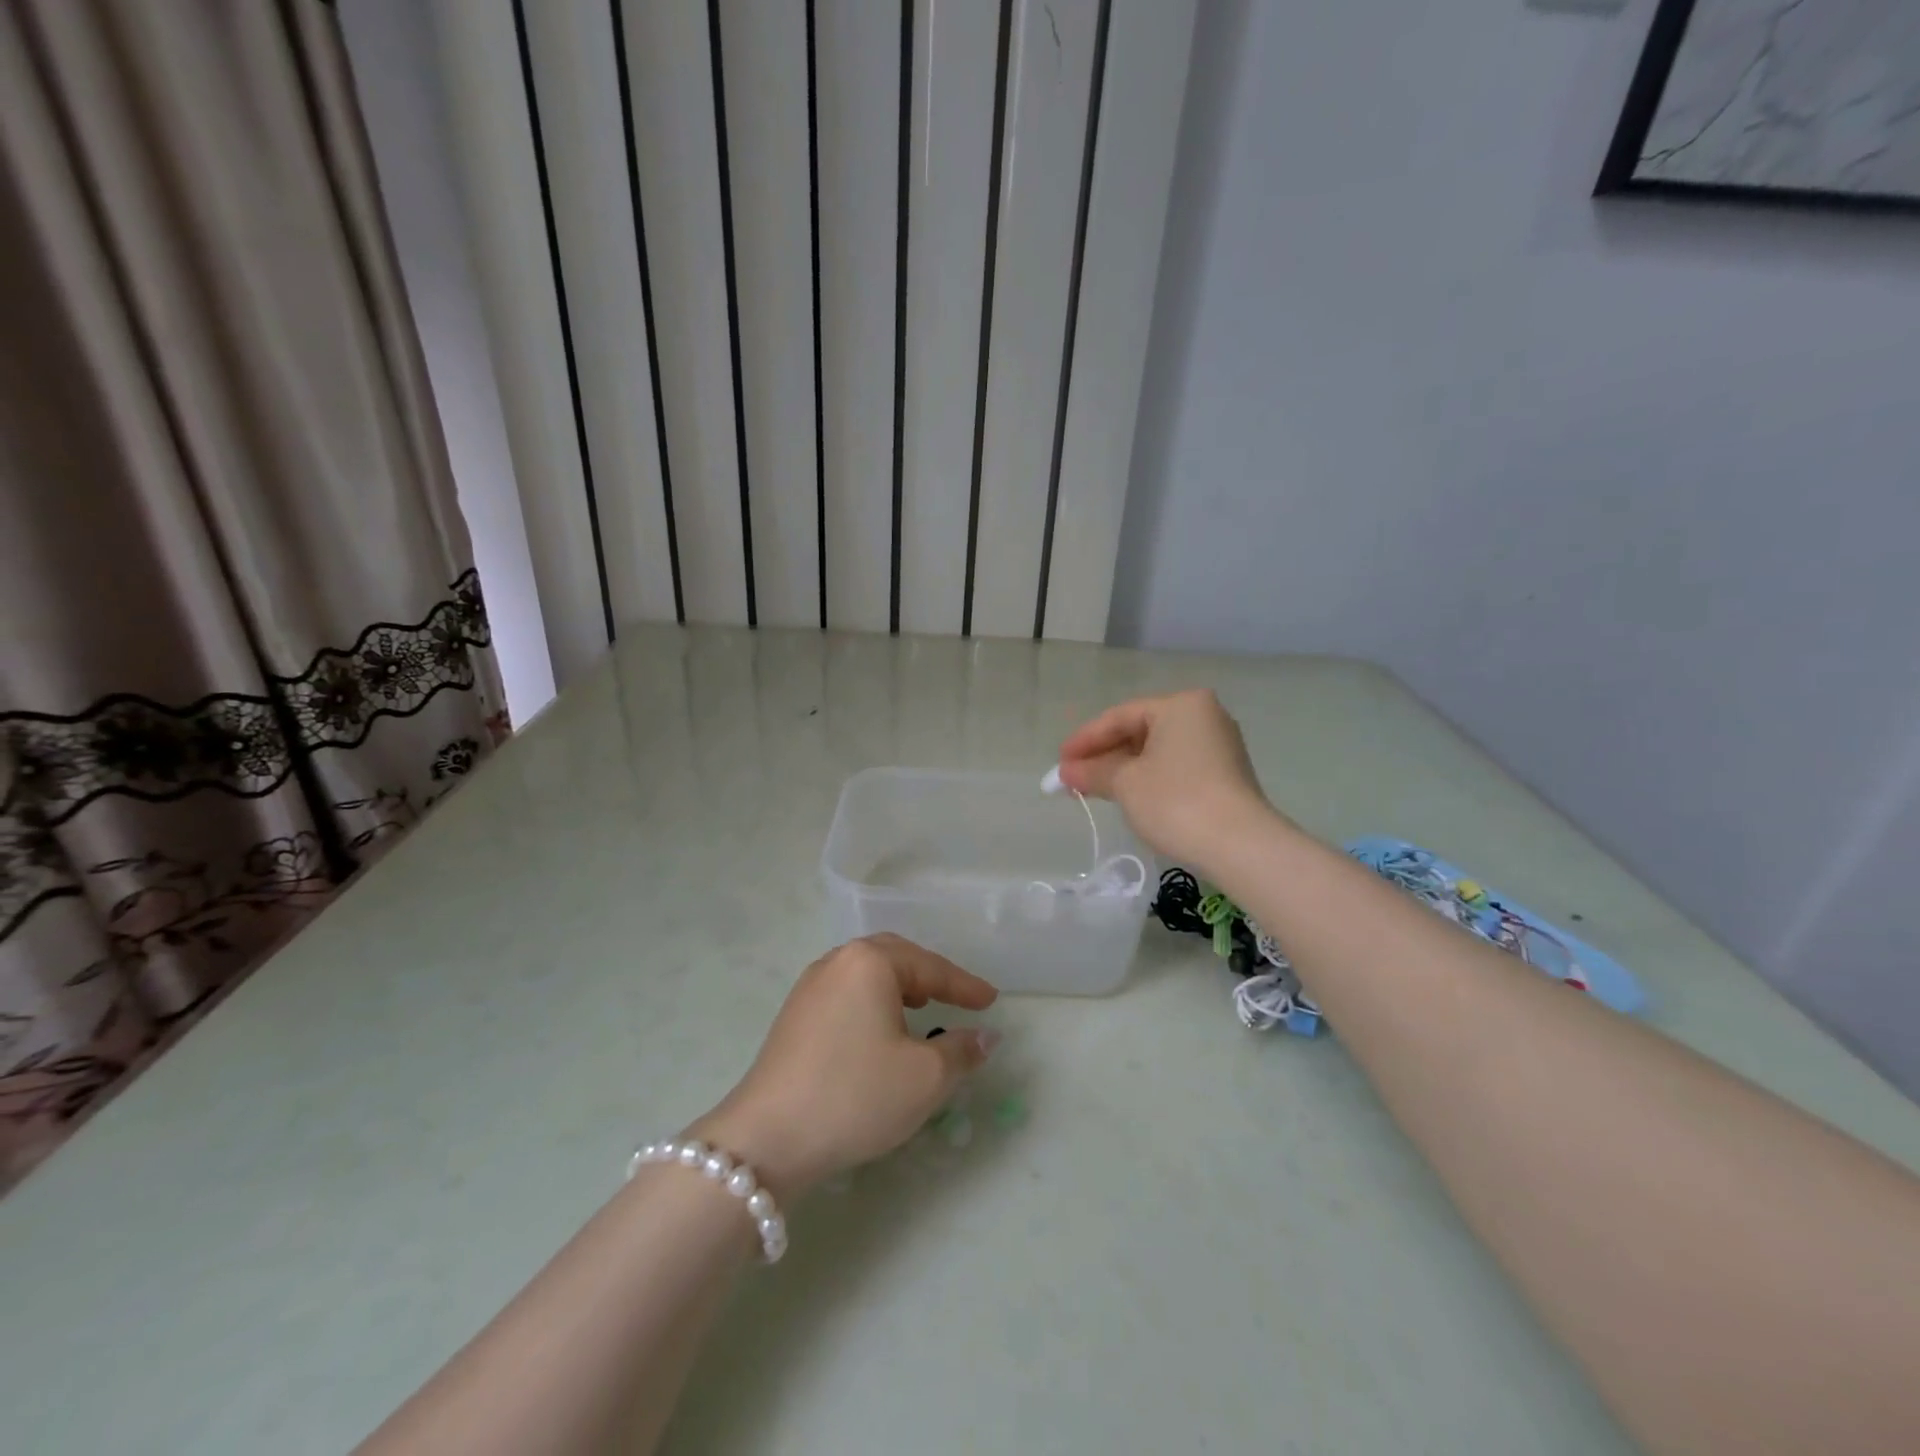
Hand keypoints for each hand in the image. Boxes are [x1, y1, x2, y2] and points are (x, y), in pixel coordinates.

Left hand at [690, 935, 997, 1198]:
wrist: (767, 1139)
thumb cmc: (856, 1095)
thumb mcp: (925, 1077)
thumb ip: (961, 1050)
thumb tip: (984, 1036)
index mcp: (869, 962)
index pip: (930, 967)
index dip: (964, 985)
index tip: (991, 1000)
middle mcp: (837, 962)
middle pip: (895, 957)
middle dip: (929, 976)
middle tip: (957, 997)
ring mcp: (809, 988)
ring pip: (866, 975)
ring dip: (899, 988)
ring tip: (922, 1010)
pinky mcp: (793, 1017)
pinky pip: (846, 994)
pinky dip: (873, 1004)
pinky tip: (879, 1033)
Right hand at [1057, 690, 1281, 874]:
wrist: (1240, 846)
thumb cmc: (1176, 801)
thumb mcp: (1125, 784)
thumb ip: (1092, 772)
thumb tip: (1065, 773)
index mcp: (1181, 705)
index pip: (1120, 717)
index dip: (1084, 740)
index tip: (1058, 764)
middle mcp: (1204, 716)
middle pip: (1139, 731)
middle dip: (1103, 755)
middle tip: (1072, 778)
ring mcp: (1219, 745)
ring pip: (1157, 751)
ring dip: (1123, 769)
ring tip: (1093, 789)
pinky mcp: (1225, 774)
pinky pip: (1175, 767)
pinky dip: (1148, 778)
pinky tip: (1128, 795)